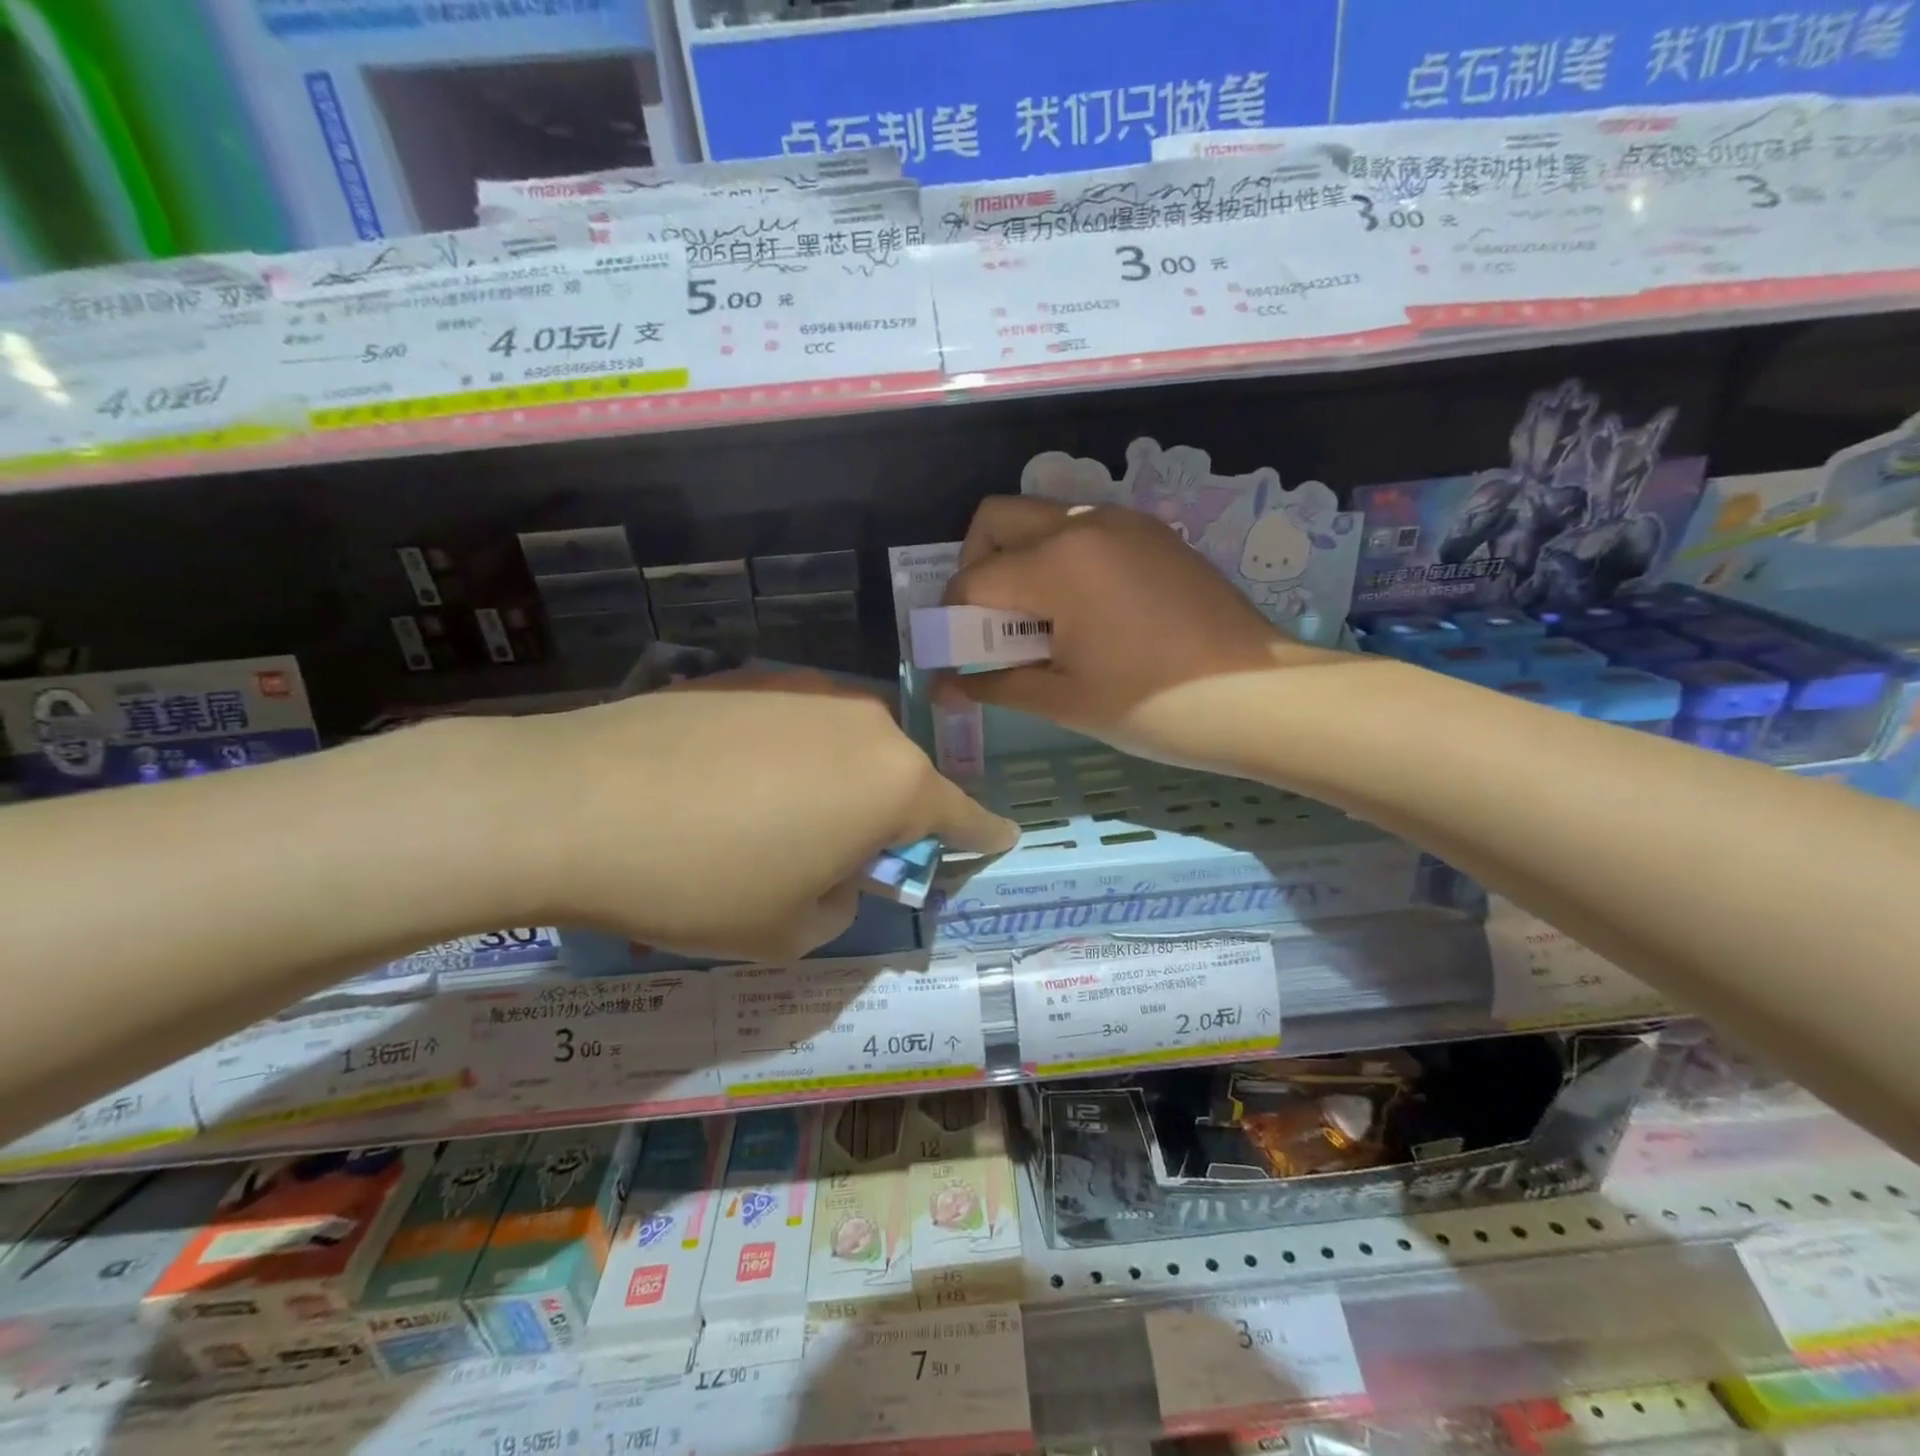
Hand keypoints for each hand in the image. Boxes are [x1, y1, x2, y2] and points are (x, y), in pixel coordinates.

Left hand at [514, 671, 1016, 959]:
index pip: (962, 815)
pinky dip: (786, 756)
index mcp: (893, 782)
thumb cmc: (701, 881)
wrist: (571, 803)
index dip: (982, 834)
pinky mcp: (749, 676)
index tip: (999, 838)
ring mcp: (804, 688)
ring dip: (835, 783)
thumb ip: (842, 900)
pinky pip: (794, 725)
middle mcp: (864, 722)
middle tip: (846, 856)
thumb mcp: (789, 930)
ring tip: (771, 822)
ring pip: (847, 746)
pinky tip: (728, 785)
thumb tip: (838, 868)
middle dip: (889, 816)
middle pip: (900, 776)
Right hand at [939, 497, 1343, 771]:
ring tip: (1036, 620)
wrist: (1257, 697)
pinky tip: (1081, 610)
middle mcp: (1084, 524)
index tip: (953, 653)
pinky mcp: (1153, 534)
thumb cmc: (1153, 706)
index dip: (950, 618)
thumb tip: (943, 688)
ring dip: (1019, 558)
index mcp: (1057, 564)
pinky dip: (1060, 557)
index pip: (973, 579)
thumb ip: (995, 684)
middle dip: (975, 565)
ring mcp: (1124, 522)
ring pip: (1042, 517)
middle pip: (997, 518)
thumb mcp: (1064, 700)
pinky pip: (1084, 528)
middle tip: (988, 621)